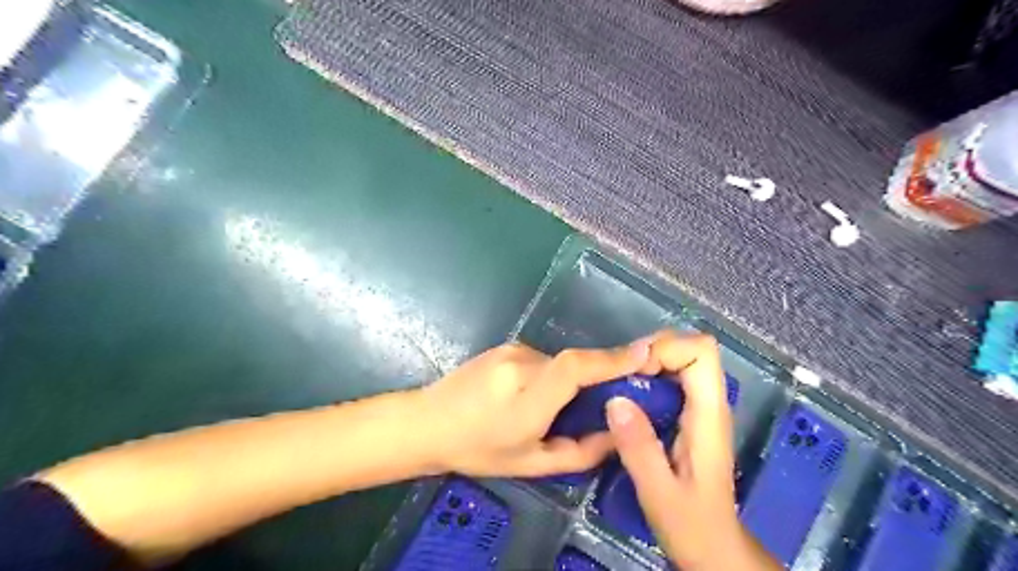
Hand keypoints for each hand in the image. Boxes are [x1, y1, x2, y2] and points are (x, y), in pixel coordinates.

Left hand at [415, 341, 647, 479]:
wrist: (428, 422)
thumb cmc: (478, 450)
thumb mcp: (531, 463)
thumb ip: (580, 452)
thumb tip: (616, 433)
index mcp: (528, 397)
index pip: (576, 367)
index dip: (612, 358)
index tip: (646, 352)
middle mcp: (521, 364)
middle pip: (574, 362)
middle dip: (596, 376)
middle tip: (604, 401)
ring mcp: (511, 351)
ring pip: (558, 362)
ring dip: (567, 381)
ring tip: (552, 408)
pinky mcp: (505, 346)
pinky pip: (541, 359)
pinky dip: (549, 375)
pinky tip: (531, 396)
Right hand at [603, 329, 780, 570]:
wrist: (715, 548)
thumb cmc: (692, 526)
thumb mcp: (659, 492)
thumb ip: (639, 448)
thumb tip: (615, 400)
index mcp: (709, 415)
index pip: (701, 351)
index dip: (666, 348)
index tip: (635, 372)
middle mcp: (710, 403)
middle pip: (691, 348)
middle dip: (653, 351)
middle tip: (621, 375)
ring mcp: (702, 408)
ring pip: (681, 360)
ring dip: (648, 362)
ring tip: (619, 384)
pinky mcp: (691, 416)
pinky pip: (672, 378)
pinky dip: (649, 377)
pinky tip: (628, 398)